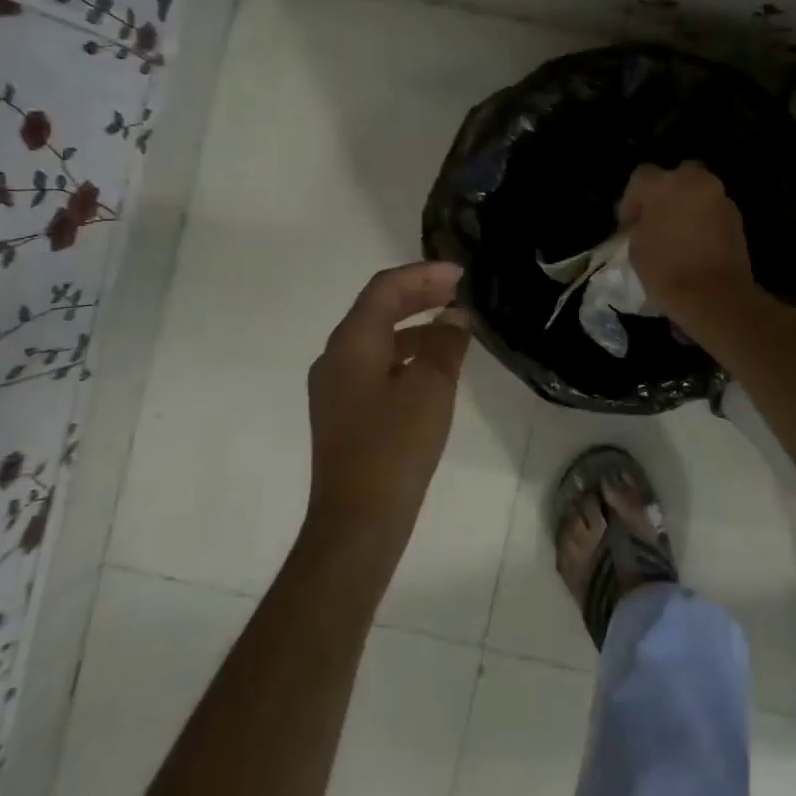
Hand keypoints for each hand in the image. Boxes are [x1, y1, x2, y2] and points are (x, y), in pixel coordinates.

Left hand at [306, 262, 471, 551]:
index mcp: (351, 342)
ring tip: (453, 324)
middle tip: (458, 290)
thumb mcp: (431, 388)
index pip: (385, 289)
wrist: (357, 521)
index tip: (460, 274)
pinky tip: (433, 365)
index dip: (423, 275)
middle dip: (418, 295)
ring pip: (376, 337)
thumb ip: (444, 344)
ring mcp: (336, 385)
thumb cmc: (395, 447)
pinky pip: (375, 364)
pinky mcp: (344, 411)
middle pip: (377, 308)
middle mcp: (336, 356)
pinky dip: (405, 353)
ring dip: (413, 324)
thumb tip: (455, 318)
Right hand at [617, 162, 754, 324]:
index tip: (629, 224)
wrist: (715, 296)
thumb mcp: (636, 248)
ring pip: (699, 191)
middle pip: (677, 175)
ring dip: (688, 205)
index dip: (632, 199)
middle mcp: (693, 181)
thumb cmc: (666, 271)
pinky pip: (714, 210)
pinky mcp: (737, 217)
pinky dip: (705, 220)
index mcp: (662, 185)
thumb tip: (645, 224)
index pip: (641, 176)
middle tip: (657, 218)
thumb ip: (640, 226)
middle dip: (666, 193)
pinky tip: (697, 243)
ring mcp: (719, 198)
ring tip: (678, 233)